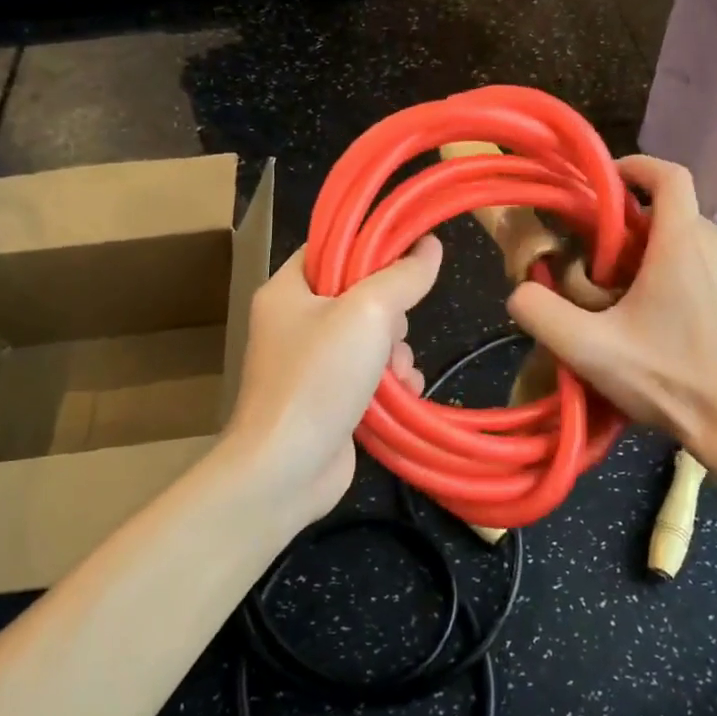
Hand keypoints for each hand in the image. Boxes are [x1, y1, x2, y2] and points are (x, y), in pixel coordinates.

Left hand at [223, 236, 442, 520]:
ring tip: (398, 374)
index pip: (330, 248)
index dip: (370, 247)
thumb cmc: (319, 378)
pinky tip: (404, 393)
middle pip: (357, 295)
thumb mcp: (367, 313)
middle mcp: (293, 322)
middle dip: (391, 314)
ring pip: (370, 338)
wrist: (286, 469)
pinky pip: (369, 374)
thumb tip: (430, 245)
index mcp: (287, 289)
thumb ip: (402, 277)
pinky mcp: (327, 398)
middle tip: (395, 330)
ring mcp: (310, 364)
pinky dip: (390, 382)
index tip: (410, 254)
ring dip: (396, 353)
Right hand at [507, 157, 716, 506]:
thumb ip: (541, 313)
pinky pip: (708, 262)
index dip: (635, 167)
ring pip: (688, 238)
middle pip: (668, 213)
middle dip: (631, 228)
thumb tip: (520, 290)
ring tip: (628, 297)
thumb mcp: (589, 350)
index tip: (605, 183)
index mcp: (683, 242)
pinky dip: (680, 270)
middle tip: (600, 268)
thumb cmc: (670, 380)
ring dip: (654, 252)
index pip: (668, 175)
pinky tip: (664, 318)